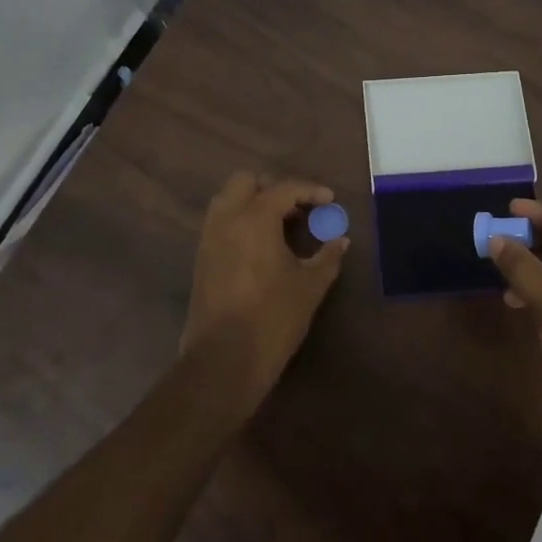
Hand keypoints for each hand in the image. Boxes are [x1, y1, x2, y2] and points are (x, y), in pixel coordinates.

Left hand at [181, 171, 348, 414]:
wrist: (224, 359)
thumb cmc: (273, 317)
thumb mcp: (310, 286)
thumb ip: (327, 257)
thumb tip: (341, 241)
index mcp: (254, 218)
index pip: (284, 188)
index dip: (310, 190)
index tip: (329, 200)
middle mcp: (226, 219)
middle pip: (245, 181)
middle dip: (272, 187)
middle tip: (297, 208)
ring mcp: (209, 238)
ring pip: (227, 200)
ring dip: (252, 202)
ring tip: (279, 225)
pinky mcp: (201, 258)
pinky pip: (220, 223)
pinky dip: (240, 221)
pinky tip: (261, 245)